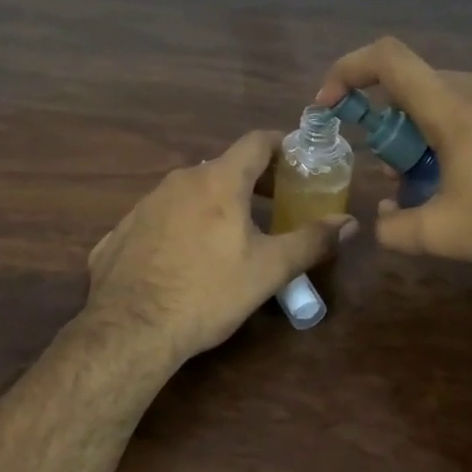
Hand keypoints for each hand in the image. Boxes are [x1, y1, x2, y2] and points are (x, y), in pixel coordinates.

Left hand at [86, 131, 355, 365]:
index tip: (300, 161)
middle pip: (224, 167)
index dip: (283, 145)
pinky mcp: (122, 229)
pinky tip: (187, 257)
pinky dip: (184, 224)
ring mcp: (145, 203)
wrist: (130, 329)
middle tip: (276, 203)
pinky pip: (163, 216)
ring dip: (217, 202)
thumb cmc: (207, 293)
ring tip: (234, 233)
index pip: (256, 142)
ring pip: (191, 191)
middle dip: (254, 180)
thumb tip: (349, 223)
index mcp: (218, 181)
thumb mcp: (268, 270)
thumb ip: (311, 241)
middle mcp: (179, 181)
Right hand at [316, 36, 471, 271]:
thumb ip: (394, 229)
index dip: (347, 70)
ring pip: (446, 96)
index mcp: (453, 105)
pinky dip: (456, 129)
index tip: (330, 104)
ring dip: (423, 130)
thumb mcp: (445, 236)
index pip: (387, 58)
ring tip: (433, 180)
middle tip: (393, 171)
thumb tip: (382, 218)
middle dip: (388, 124)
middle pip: (414, 85)